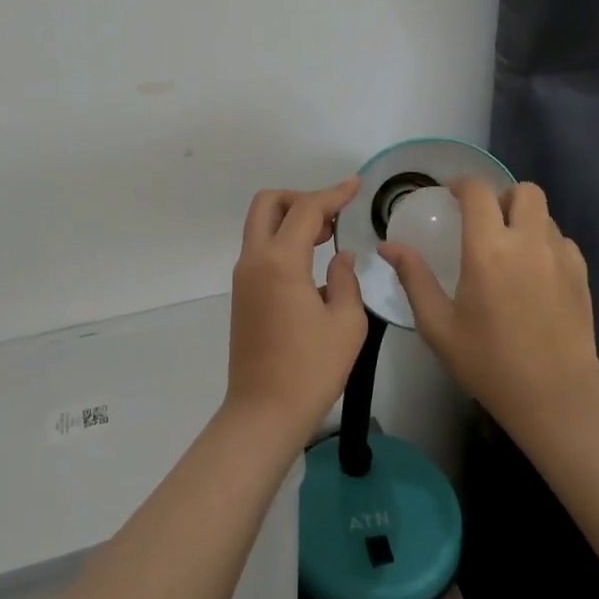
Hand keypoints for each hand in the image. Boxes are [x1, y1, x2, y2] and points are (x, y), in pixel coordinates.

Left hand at [225, 177, 368, 441]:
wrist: (263, 413)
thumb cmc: (310, 370)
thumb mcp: (346, 324)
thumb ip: (345, 280)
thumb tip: (340, 257)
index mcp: (280, 262)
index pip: (305, 210)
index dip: (333, 193)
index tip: (355, 185)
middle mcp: (254, 260)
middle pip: (267, 204)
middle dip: (300, 198)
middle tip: (331, 215)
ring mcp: (243, 277)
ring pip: (260, 224)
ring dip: (290, 218)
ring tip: (326, 235)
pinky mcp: (242, 294)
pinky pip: (260, 248)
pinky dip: (282, 240)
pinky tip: (310, 261)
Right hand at [381, 178, 598, 443]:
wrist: (555, 398)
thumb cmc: (489, 363)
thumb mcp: (438, 326)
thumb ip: (414, 278)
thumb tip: (388, 246)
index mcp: (488, 249)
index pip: (478, 191)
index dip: (462, 185)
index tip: (451, 196)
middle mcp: (527, 241)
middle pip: (522, 190)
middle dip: (502, 197)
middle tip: (486, 222)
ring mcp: (560, 256)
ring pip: (545, 214)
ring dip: (525, 220)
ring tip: (510, 249)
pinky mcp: (581, 274)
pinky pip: (562, 240)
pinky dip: (546, 243)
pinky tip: (535, 273)